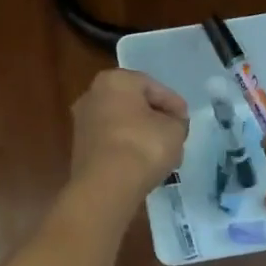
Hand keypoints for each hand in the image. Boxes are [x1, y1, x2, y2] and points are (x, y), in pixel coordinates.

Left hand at [68, 69, 189, 203]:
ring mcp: (82, 122)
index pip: (153, 87)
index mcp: (115, 80)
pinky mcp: (80, 148)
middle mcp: (92, 95)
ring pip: (122, 124)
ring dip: (142, 135)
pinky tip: (143, 164)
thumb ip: (177, 121)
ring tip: (163, 153)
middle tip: (175, 135)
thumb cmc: (143, 146)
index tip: (186, 121)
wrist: (105, 186)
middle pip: (134, 104)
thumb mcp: (175, 130)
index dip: (174, 104)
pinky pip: (111, 142)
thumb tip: (172, 123)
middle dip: (155, 119)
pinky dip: (127, 149)